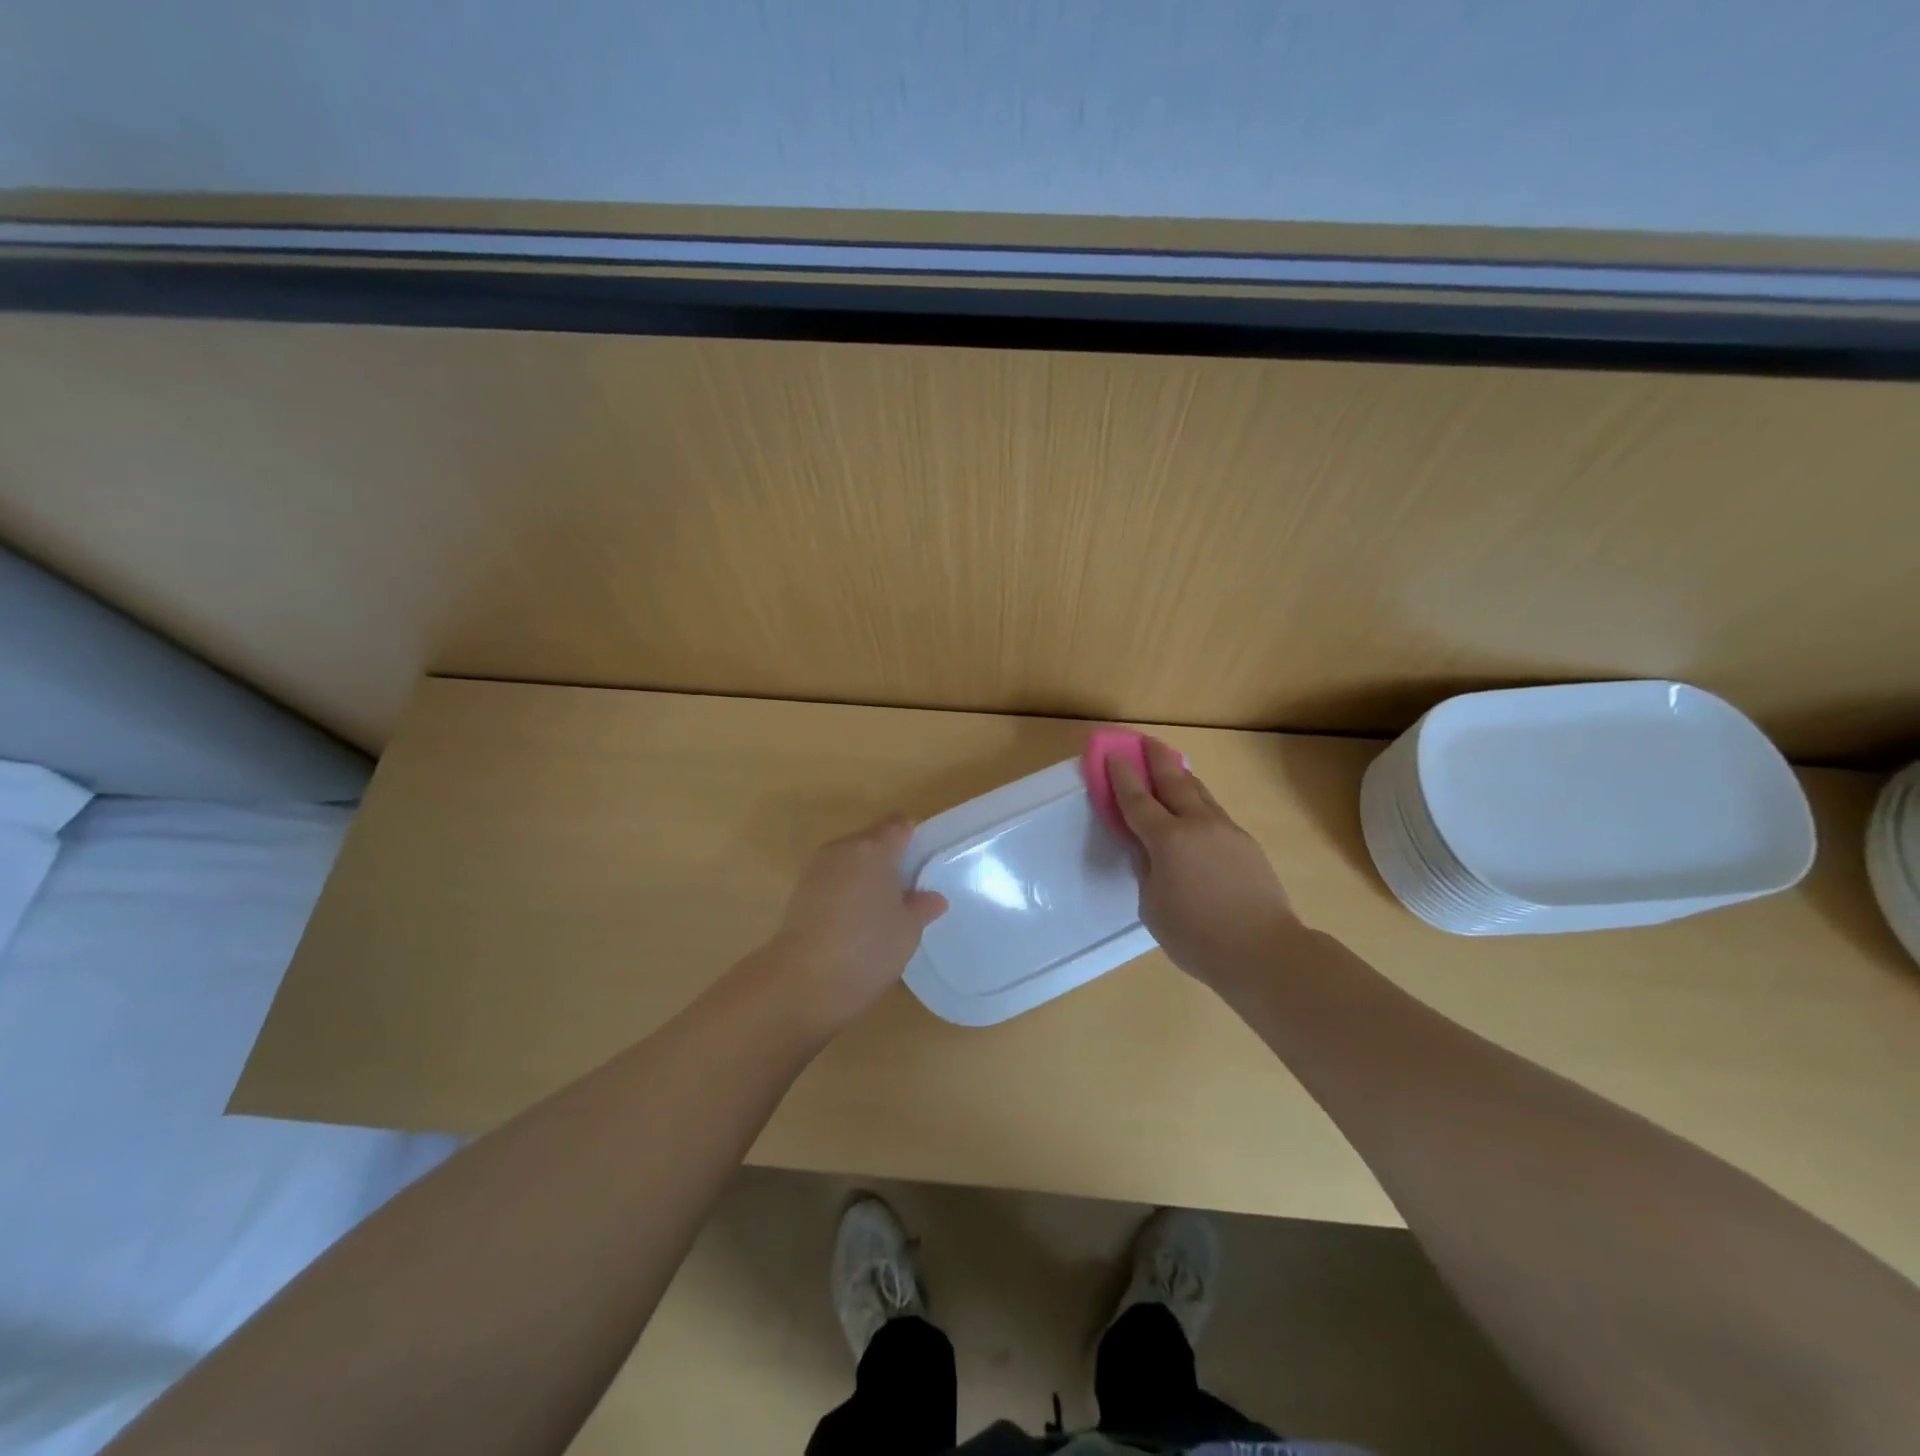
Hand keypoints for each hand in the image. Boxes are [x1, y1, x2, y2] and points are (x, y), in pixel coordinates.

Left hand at [759, 815, 947, 1032]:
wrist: (803, 980)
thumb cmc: (867, 947)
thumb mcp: (907, 930)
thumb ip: (922, 907)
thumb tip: (933, 898)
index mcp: (873, 848)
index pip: (898, 827)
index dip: (914, 838)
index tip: (926, 860)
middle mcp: (842, 850)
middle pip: (871, 842)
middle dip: (889, 859)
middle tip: (909, 889)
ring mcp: (816, 870)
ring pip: (850, 863)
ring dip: (865, 877)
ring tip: (883, 908)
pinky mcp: (800, 894)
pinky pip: (833, 883)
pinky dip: (846, 893)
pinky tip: (857, 921)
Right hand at [1109, 738, 1301, 986]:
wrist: (1263, 951)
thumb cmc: (1196, 936)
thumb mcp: (1153, 906)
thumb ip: (1147, 870)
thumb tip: (1147, 850)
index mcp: (1168, 840)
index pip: (1138, 799)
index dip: (1122, 775)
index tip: (1113, 753)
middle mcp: (1198, 825)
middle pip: (1174, 781)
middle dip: (1156, 759)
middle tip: (1145, 740)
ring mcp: (1226, 831)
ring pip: (1200, 792)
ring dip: (1182, 775)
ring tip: (1171, 764)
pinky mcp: (1246, 844)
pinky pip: (1215, 812)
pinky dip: (1199, 801)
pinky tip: (1196, 808)